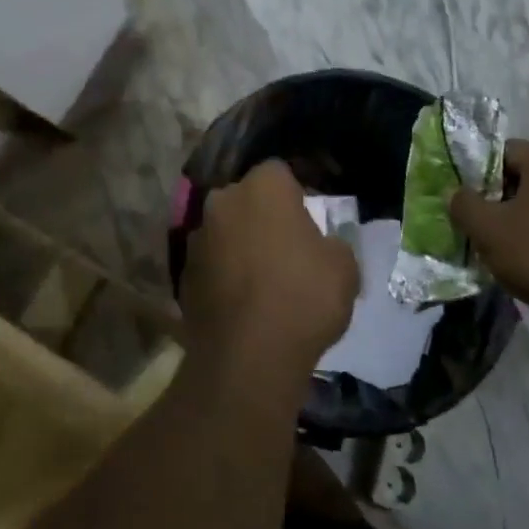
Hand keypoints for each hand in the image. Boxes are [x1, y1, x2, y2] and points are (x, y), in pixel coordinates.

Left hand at [182, 160, 358, 384]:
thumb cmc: (303, 297)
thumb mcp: (344, 267)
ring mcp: (198, 236)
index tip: (308, 218)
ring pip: (225, 230)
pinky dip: (223, 274)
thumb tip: (321, 246)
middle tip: (286, 247)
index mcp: (263, 187)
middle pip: (246, 198)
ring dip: (239, 244)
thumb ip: (332, 243)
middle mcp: (224, 200)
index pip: (279, 172)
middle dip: (262, 215)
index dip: (295, 192)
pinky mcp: (183, 272)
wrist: (248, 356)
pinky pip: (211, 263)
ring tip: (262, 279)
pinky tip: (241, 302)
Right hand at [450, 140, 528, 336]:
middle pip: (526, 173)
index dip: (480, 173)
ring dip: (524, 212)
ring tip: (508, 242)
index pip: (503, 151)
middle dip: (502, 194)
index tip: (470, 201)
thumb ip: (463, 203)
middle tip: (484, 222)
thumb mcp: (486, 229)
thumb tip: (457, 192)